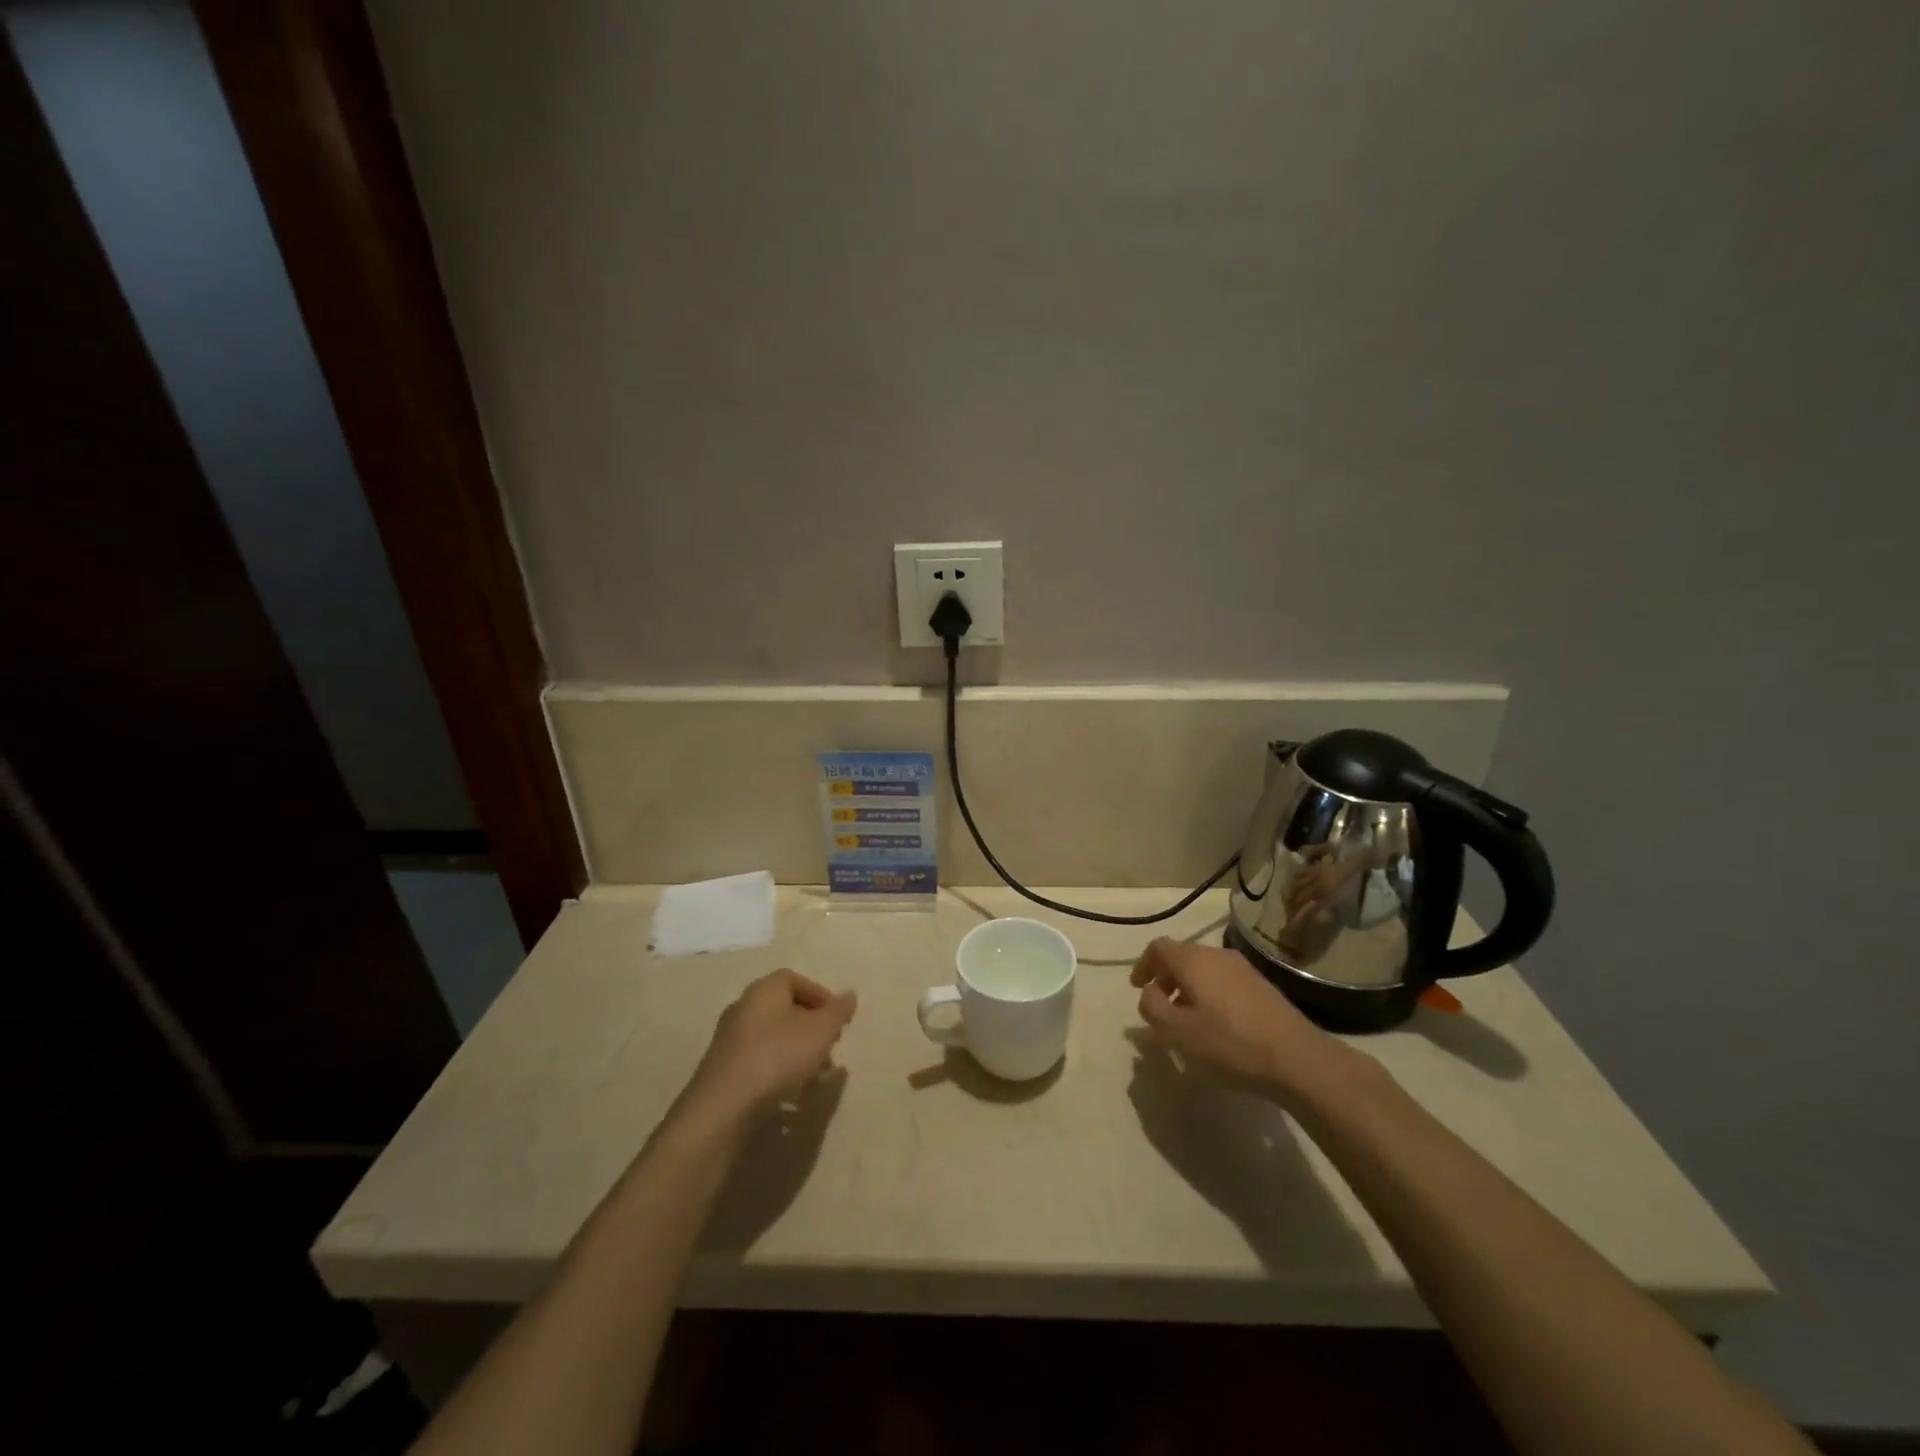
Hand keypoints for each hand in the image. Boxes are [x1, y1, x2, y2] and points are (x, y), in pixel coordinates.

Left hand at [677, 968, 856, 1129]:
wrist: (724, 1106)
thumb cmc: (778, 1055)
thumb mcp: (821, 1030)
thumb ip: (838, 1011)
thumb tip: (850, 994)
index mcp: (764, 989)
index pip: (795, 979)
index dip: (820, 996)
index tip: (837, 1019)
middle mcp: (743, 1006)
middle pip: (783, 1008)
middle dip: (810, 1026)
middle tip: (828, 1046)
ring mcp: (729, 1039)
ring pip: (771, 1037)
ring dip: (795, 1051)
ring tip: (813, 1075)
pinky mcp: (722, 1069)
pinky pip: (757, 1060)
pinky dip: (776, 1070)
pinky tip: (788, 1093)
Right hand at [1129, 938, 1347, 1103]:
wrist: (1297, 1058)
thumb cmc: (1230, 1043)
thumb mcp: (1178, 1032)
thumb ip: (1153, 1007)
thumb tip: (1148, 993)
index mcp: (1193, 960)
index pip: (1159, 947)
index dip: (1143, 964)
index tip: (1137, 987)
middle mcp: (1217, 954)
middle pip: (1182, 956)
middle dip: (1165, 977)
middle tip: (1159, 1005)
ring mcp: (1243, 968)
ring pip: (1204, 969)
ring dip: (1188, 987)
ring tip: (1186, 1018)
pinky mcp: (1261, 985)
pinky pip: (1223, 980)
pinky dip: (1209, 993)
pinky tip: (1215, 1024)